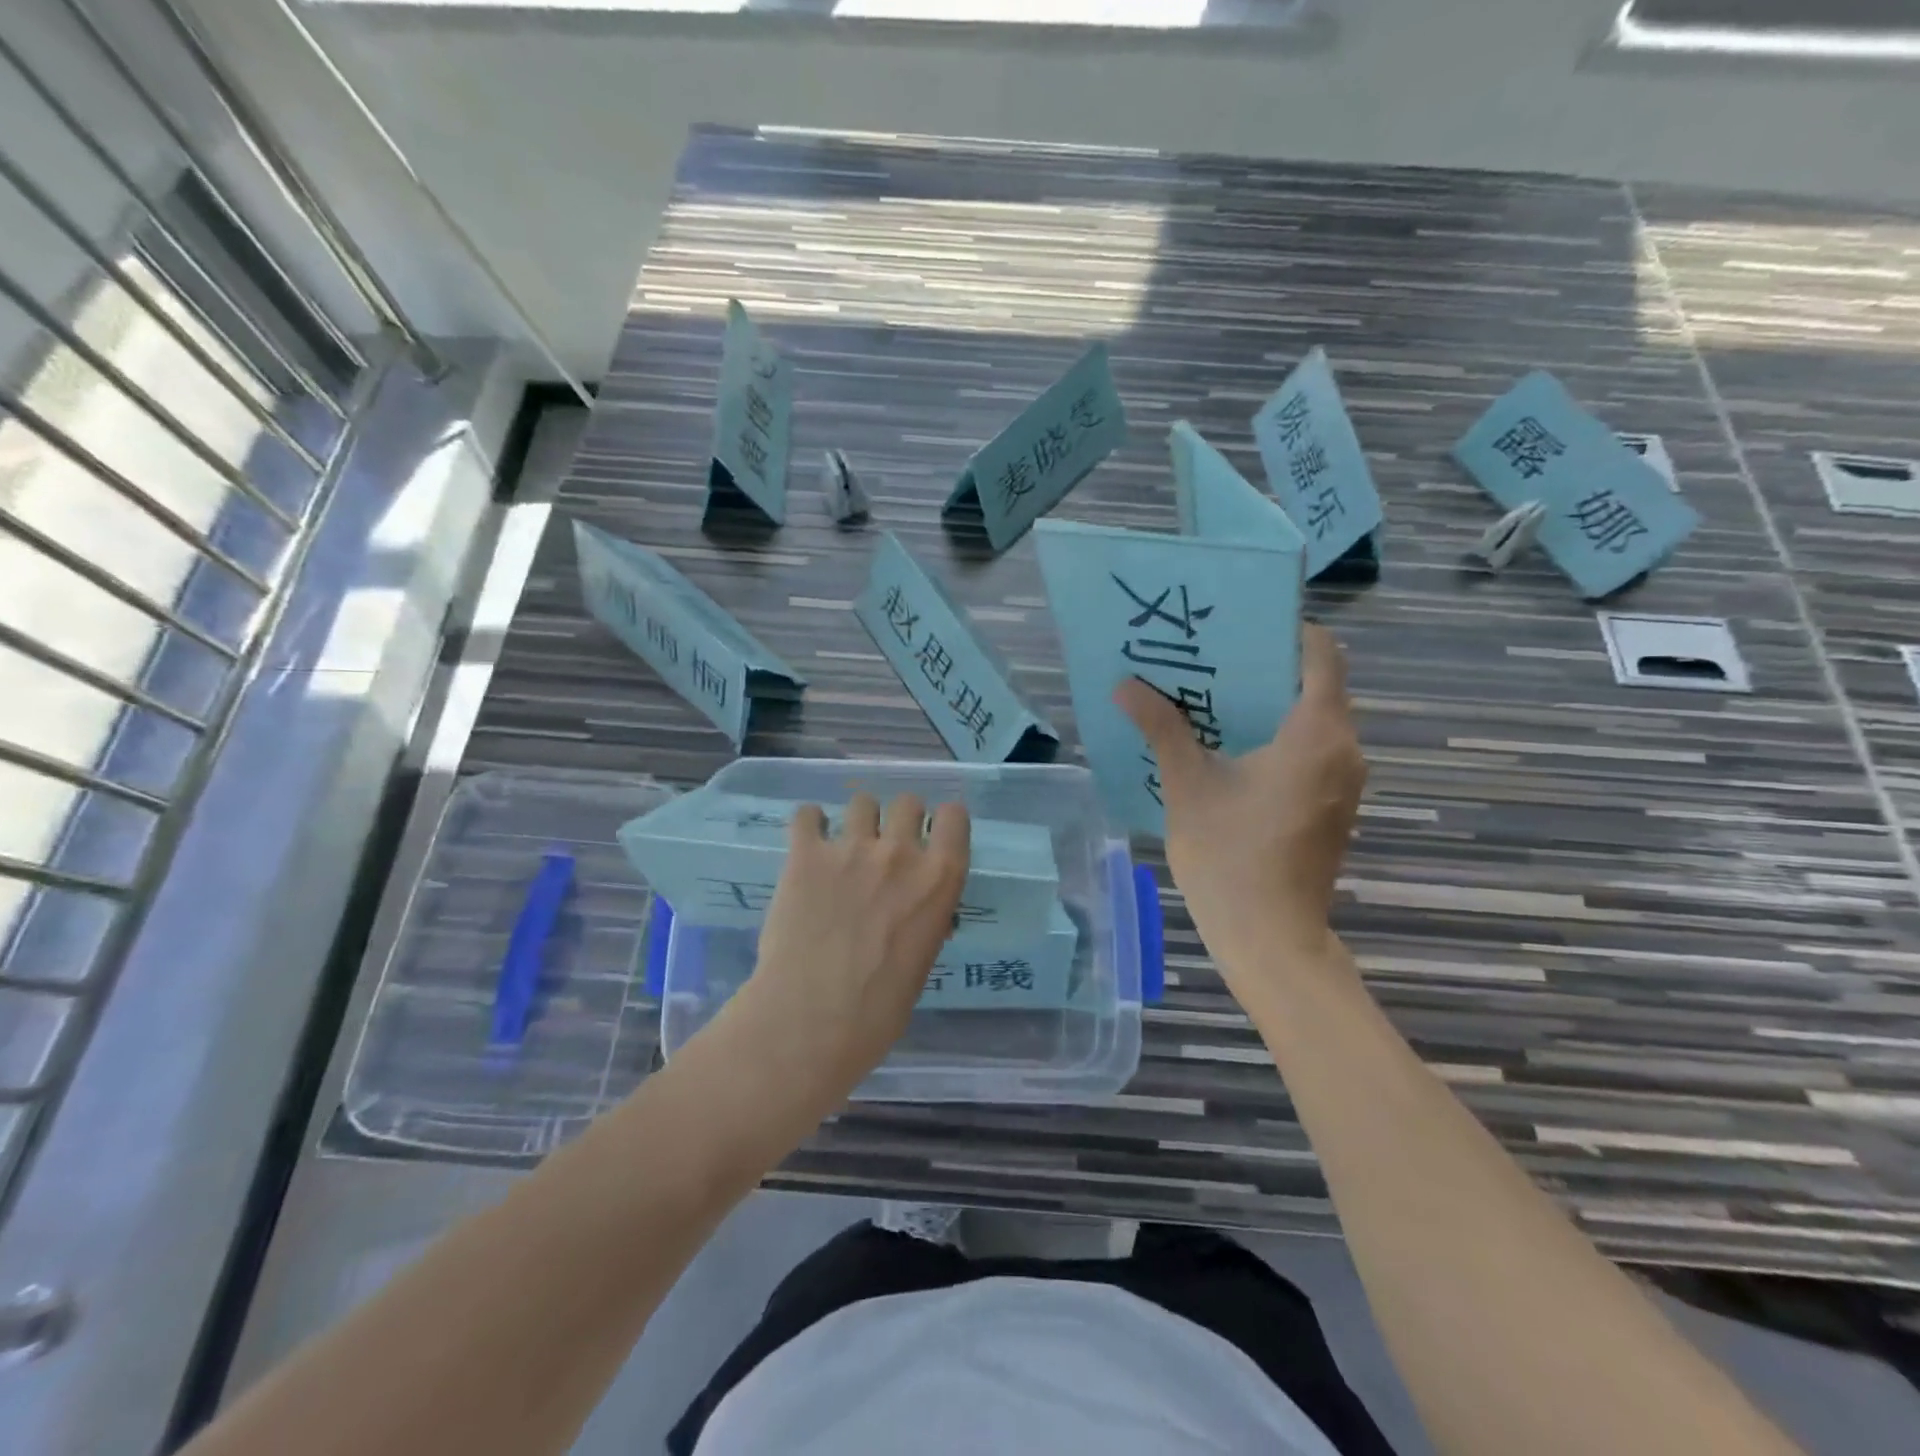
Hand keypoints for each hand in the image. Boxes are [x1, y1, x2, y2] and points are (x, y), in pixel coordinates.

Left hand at [723, 792, 969, 1108]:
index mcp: (940, 879)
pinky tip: (808, 842)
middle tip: (884, 847)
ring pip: (862, 801)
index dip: (942, 822)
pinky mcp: (806, 855)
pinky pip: (807, 815)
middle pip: (908, 801)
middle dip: (899, 819)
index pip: (954, 816)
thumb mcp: (922, 961)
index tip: (931, 837)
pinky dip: (810, 823)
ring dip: (857, 820)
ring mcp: (851, 848)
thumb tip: (914, 912)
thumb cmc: (879, 1010)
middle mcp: (901, 852)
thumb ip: (923, 920)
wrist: (813, 1020)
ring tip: (843, 845)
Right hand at [1117, 624, 1364, 984]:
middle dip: (1265, 668)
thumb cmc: (1230, 855)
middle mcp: (1344, 750)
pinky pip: (1311, 751)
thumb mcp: (1188, 784)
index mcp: (1317, 734)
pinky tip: (1229, 747)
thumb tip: (1126, 686)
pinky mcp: (1333, 806)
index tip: (1238, 628)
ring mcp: (1343, 782)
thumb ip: (1162, 728)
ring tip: (1212, 698)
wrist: (1269, 937)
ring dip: (1268, 705)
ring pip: (1313, 720)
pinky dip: (1277, 737)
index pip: (1320, 655)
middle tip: (1209, 660)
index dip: (1285, 631)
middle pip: (1314, 685)